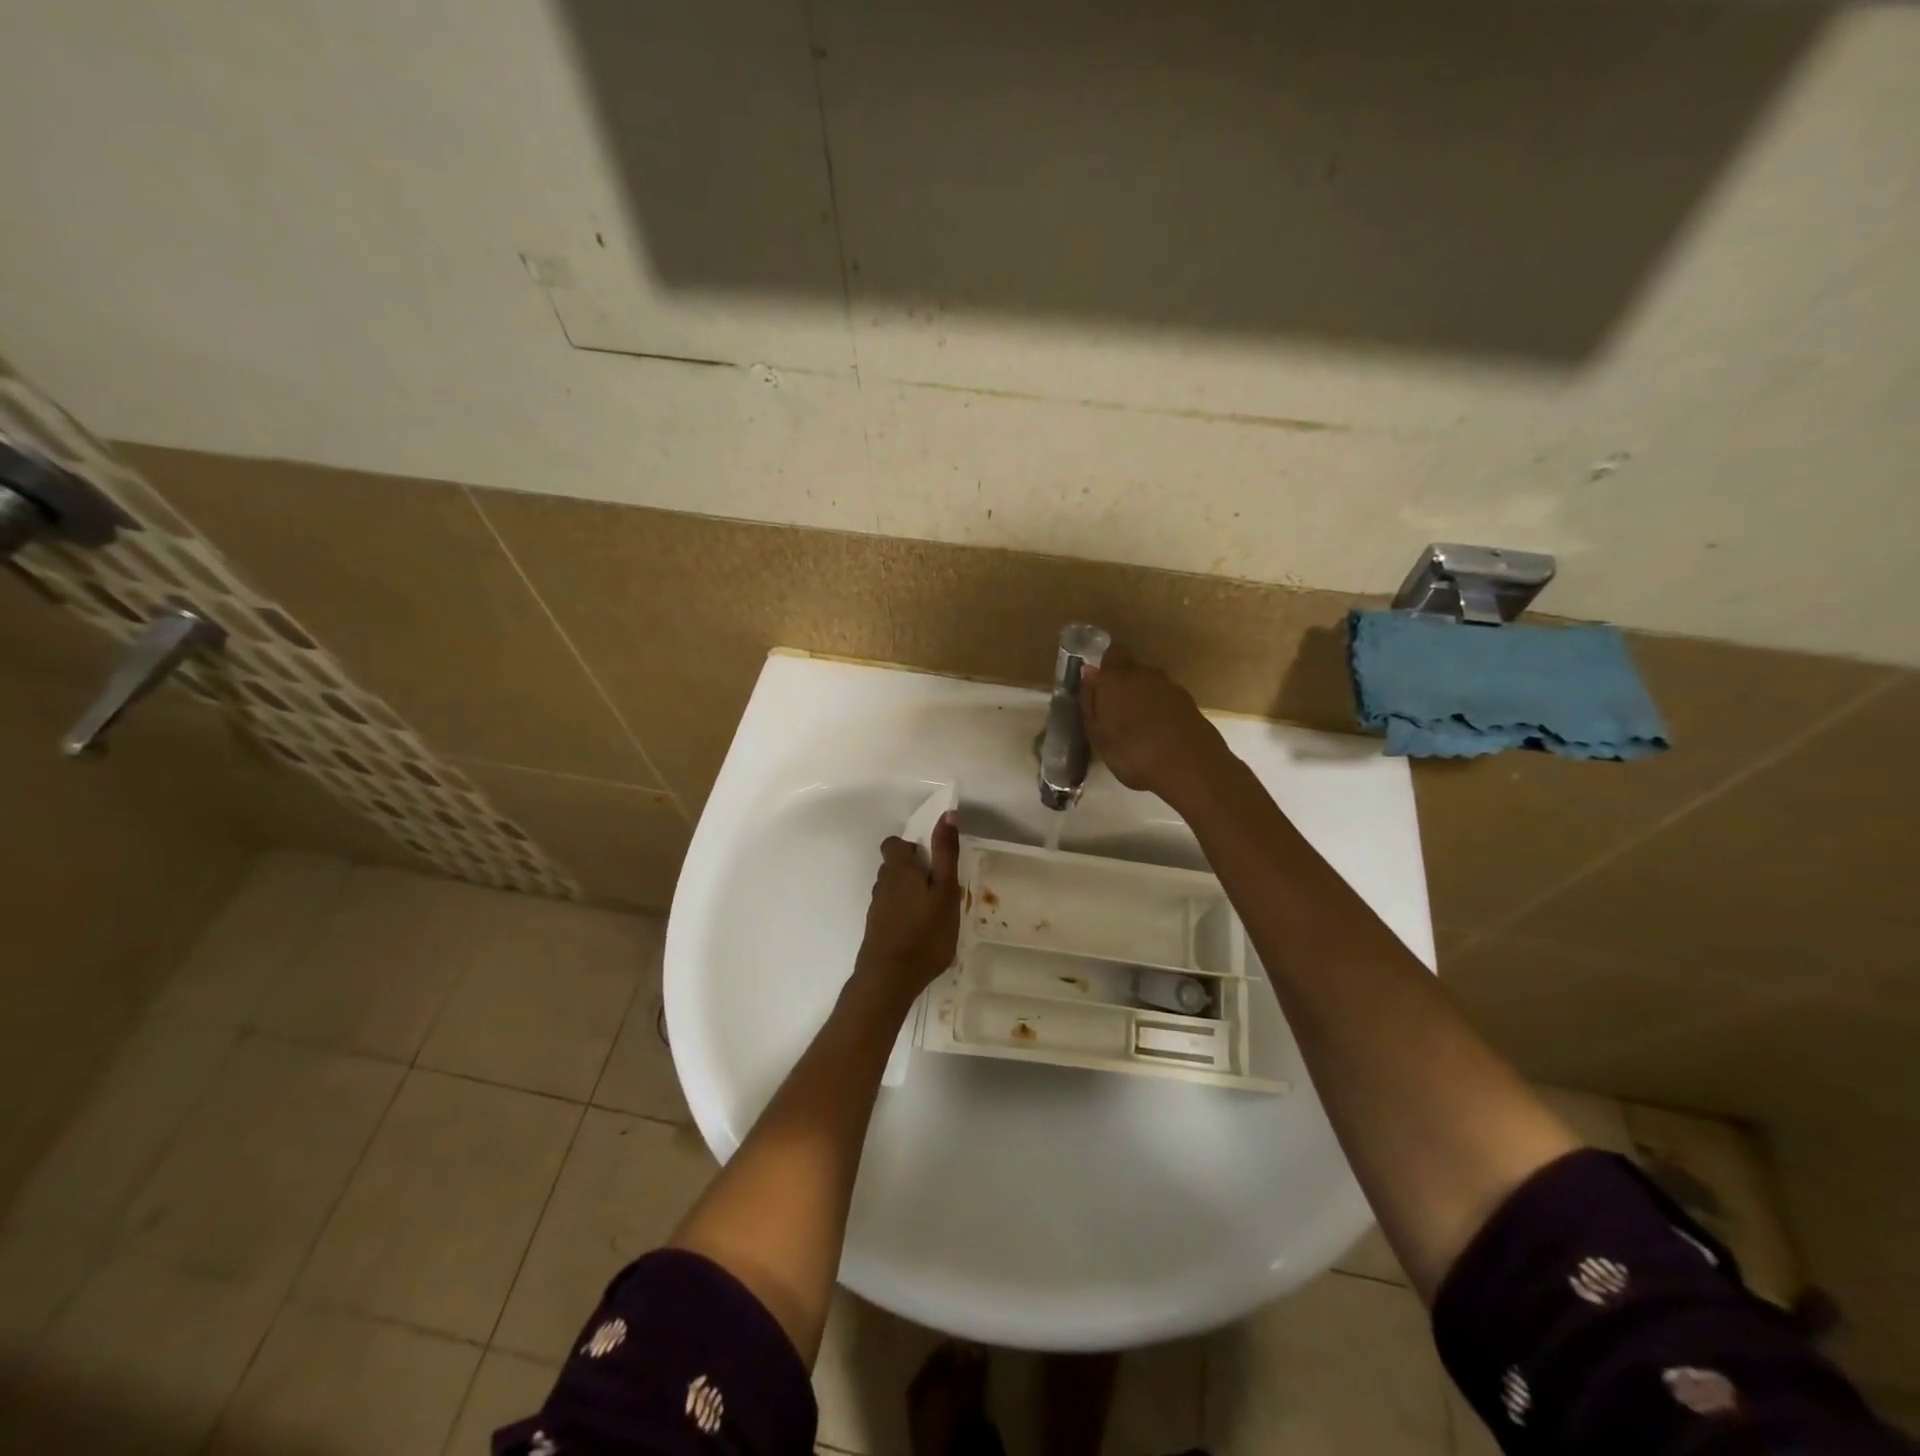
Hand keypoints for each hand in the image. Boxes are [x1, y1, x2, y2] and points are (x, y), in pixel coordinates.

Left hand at [855, 811, 961, 998]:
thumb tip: (947, 814)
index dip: (910, 847)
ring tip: (931, 911)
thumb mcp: (945, 890)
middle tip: (938, 888)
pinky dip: (903, 913)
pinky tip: (919, 932)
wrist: (889, 978)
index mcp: (899, 869)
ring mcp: (876, 908)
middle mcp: (882, 883)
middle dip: (913, 871)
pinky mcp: (875, 929)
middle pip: (893, 866)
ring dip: (908, 893)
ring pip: (892, 889)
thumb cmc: (925, 932)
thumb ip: (945, 853)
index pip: (893, 844)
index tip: (931, 860)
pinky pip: (890, 910)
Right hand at [1082, 645, 1229, 805]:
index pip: (1112, 653)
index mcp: (1118, 677)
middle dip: (1123, 687)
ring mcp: (1172, 688)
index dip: (1106, 666)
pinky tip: (1158, 736)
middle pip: (1132, 671)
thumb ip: (1091, 700)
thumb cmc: (1132, 752)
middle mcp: (1146, 674)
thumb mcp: (1098, 733)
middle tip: (1114, 715)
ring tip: (1136, 729)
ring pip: (1151, 687)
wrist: (1189, 767)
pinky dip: (1161, 713)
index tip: (1099, 686)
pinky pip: (1168, 703)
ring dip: (1143, 701)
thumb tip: (1088, 672)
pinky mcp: (1191, 705)